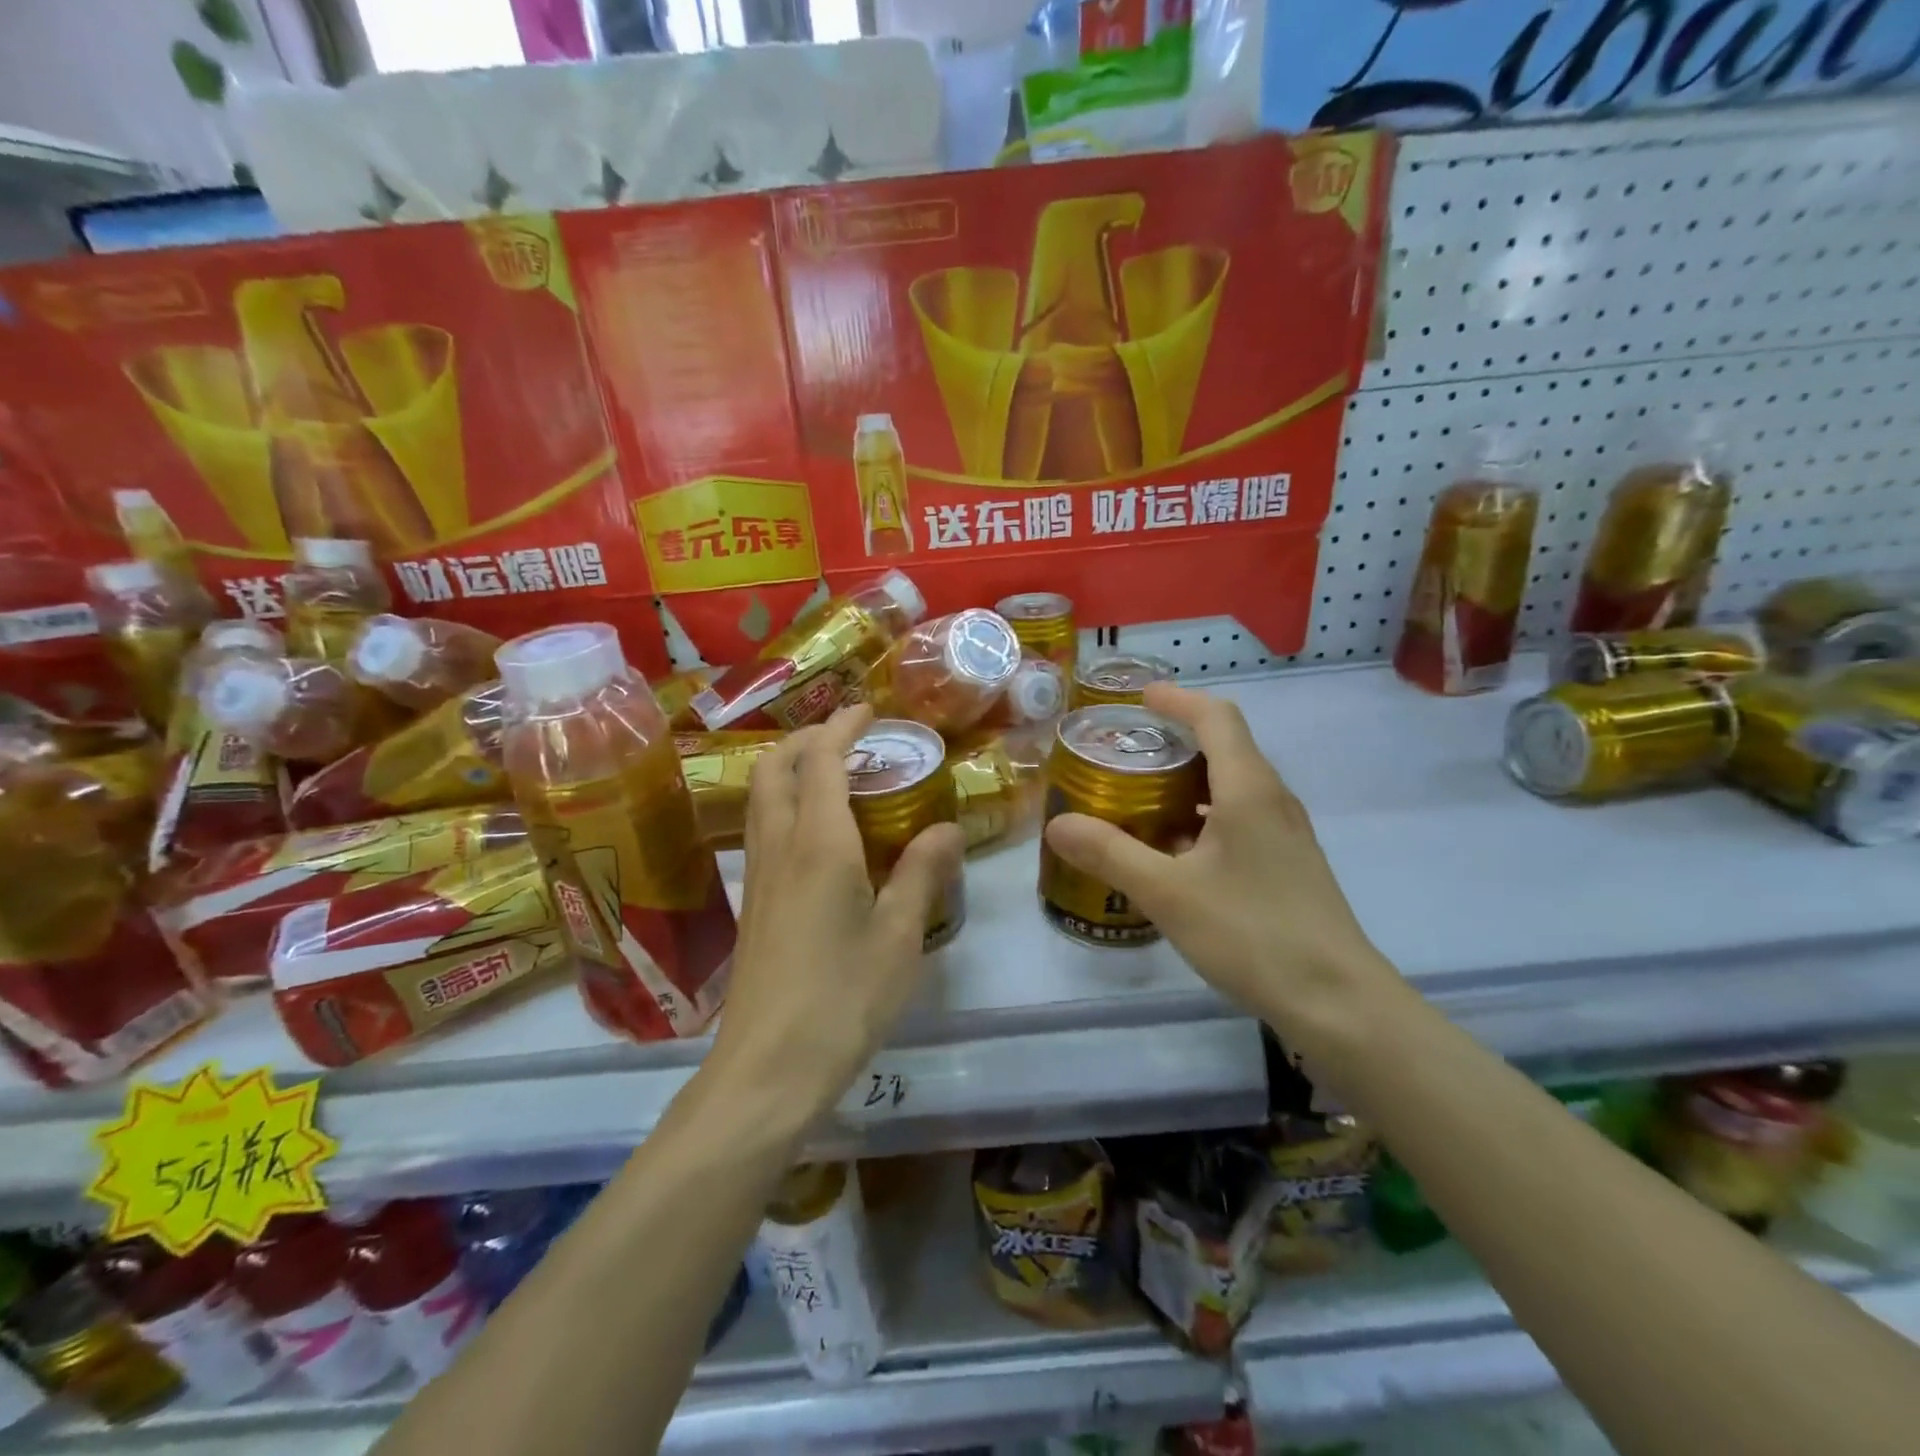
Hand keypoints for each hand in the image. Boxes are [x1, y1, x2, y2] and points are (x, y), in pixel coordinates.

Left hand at [710, 704, 965, 1125]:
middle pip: (776, 767)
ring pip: (761, 796)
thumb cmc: (843, 999)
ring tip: (836, 778)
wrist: (767, 1068)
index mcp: (819, 844)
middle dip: (808, 739)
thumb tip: (947, 828)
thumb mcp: (899, 937)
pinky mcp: (752, 904)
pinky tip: (818, 835)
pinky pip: (763, 828)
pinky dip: (786, 804)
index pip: (823, 761)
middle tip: (850, 739)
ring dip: (792, 770)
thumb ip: (922, 874)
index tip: (868, 711)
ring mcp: (758, 876)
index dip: (843, 727)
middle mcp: (779, 847)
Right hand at [1043, 682, 1403, 1051]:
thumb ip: (1110, 854)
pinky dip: (1203, 815)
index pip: (1216, 717)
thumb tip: (1057, 824)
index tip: (1139, 699)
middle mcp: (1273, 799)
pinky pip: (1241, 818)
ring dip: (1188, 781)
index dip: (1177, 700)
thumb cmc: (1252, 933)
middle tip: (1125, 752)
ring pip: (1233, 785)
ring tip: (1140, 798)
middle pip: (1226, 746)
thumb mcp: (1167, 893)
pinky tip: (1174, 851)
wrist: (1337, 1001)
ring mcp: (1286, 833)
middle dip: (1175, 739)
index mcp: (1248, 789)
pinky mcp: (1288, 864)